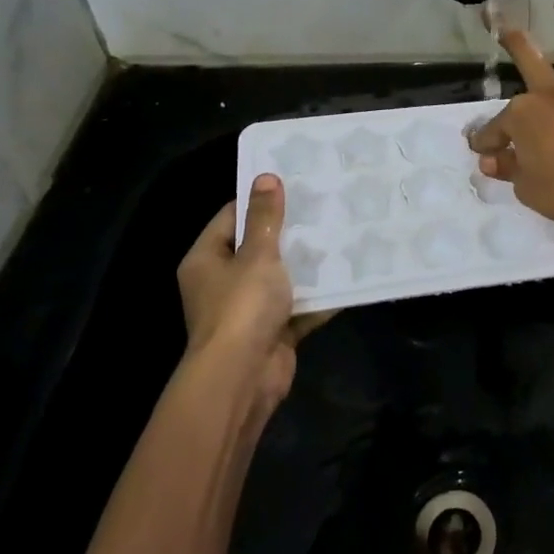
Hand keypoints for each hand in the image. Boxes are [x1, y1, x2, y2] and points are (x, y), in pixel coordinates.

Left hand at [176, 175, 331, 411]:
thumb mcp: (257, 254)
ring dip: (307, 265)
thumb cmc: (242, 307)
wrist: (243, 377)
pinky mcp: (272, 332)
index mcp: (206, 260)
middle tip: (324, 206)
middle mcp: (222, 283)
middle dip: (290, 232)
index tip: (293, 184)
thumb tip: (266, 176)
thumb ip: (265, 217)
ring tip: (340, 235)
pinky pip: (298, 307)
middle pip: (257, 248)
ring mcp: (247, 310)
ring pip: (281, 278)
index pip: (231, 218)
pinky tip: (347, 276)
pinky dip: (318, 297)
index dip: (259, 201)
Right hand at [468, 0, 553, 224]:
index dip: (487, 140)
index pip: (497, 128)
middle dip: (513, 39)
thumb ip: (509, 170)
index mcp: (525, 117)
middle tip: (501, 22)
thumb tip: (489, 160)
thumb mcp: (528, 189)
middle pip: (529, 60)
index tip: (482, 150)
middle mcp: (553, 95)